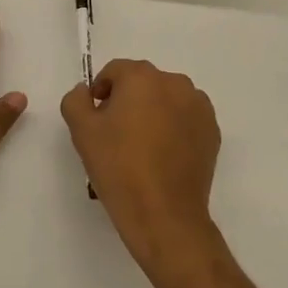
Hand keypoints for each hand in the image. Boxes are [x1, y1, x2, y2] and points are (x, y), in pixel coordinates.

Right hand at [62, 59, 221, 275]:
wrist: (164, 215)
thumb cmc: (119, 168)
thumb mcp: (82, 131)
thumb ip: (76, 100)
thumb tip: (86, 91)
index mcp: (142, 77)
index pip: (114, 72)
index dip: (101, 92)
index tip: (96, 120)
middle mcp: (174, 82)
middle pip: (142, 83)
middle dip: (127, 101)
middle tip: (116, 135)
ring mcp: (198, 106)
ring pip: (166, 100)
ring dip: (153, 112)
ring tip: (142, 147)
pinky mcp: (212, 131)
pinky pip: (185, 119)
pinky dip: (174, 128)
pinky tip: (163, 156)